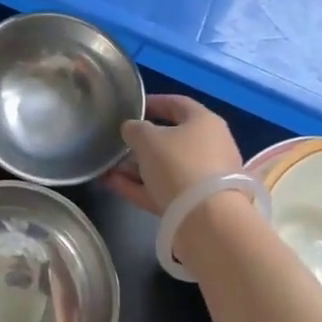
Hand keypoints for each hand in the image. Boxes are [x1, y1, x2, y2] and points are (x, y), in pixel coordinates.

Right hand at [108, 94, 244, 214]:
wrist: (207, 219)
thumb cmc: (178, 164)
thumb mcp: (148, 140)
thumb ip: (134, 129)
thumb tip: (131, 129)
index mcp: (205, 122)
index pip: (178, 104)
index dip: (154, 102)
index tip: (132, 107)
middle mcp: (211, 146)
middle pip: (173, 138)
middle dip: (143, 142)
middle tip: (119, 142)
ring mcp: (206, 177)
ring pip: (167, 167)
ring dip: (138, 167)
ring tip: (109, 168)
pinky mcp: (198, 204)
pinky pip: (166, 189)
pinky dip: (142, 186)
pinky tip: (114, 185)